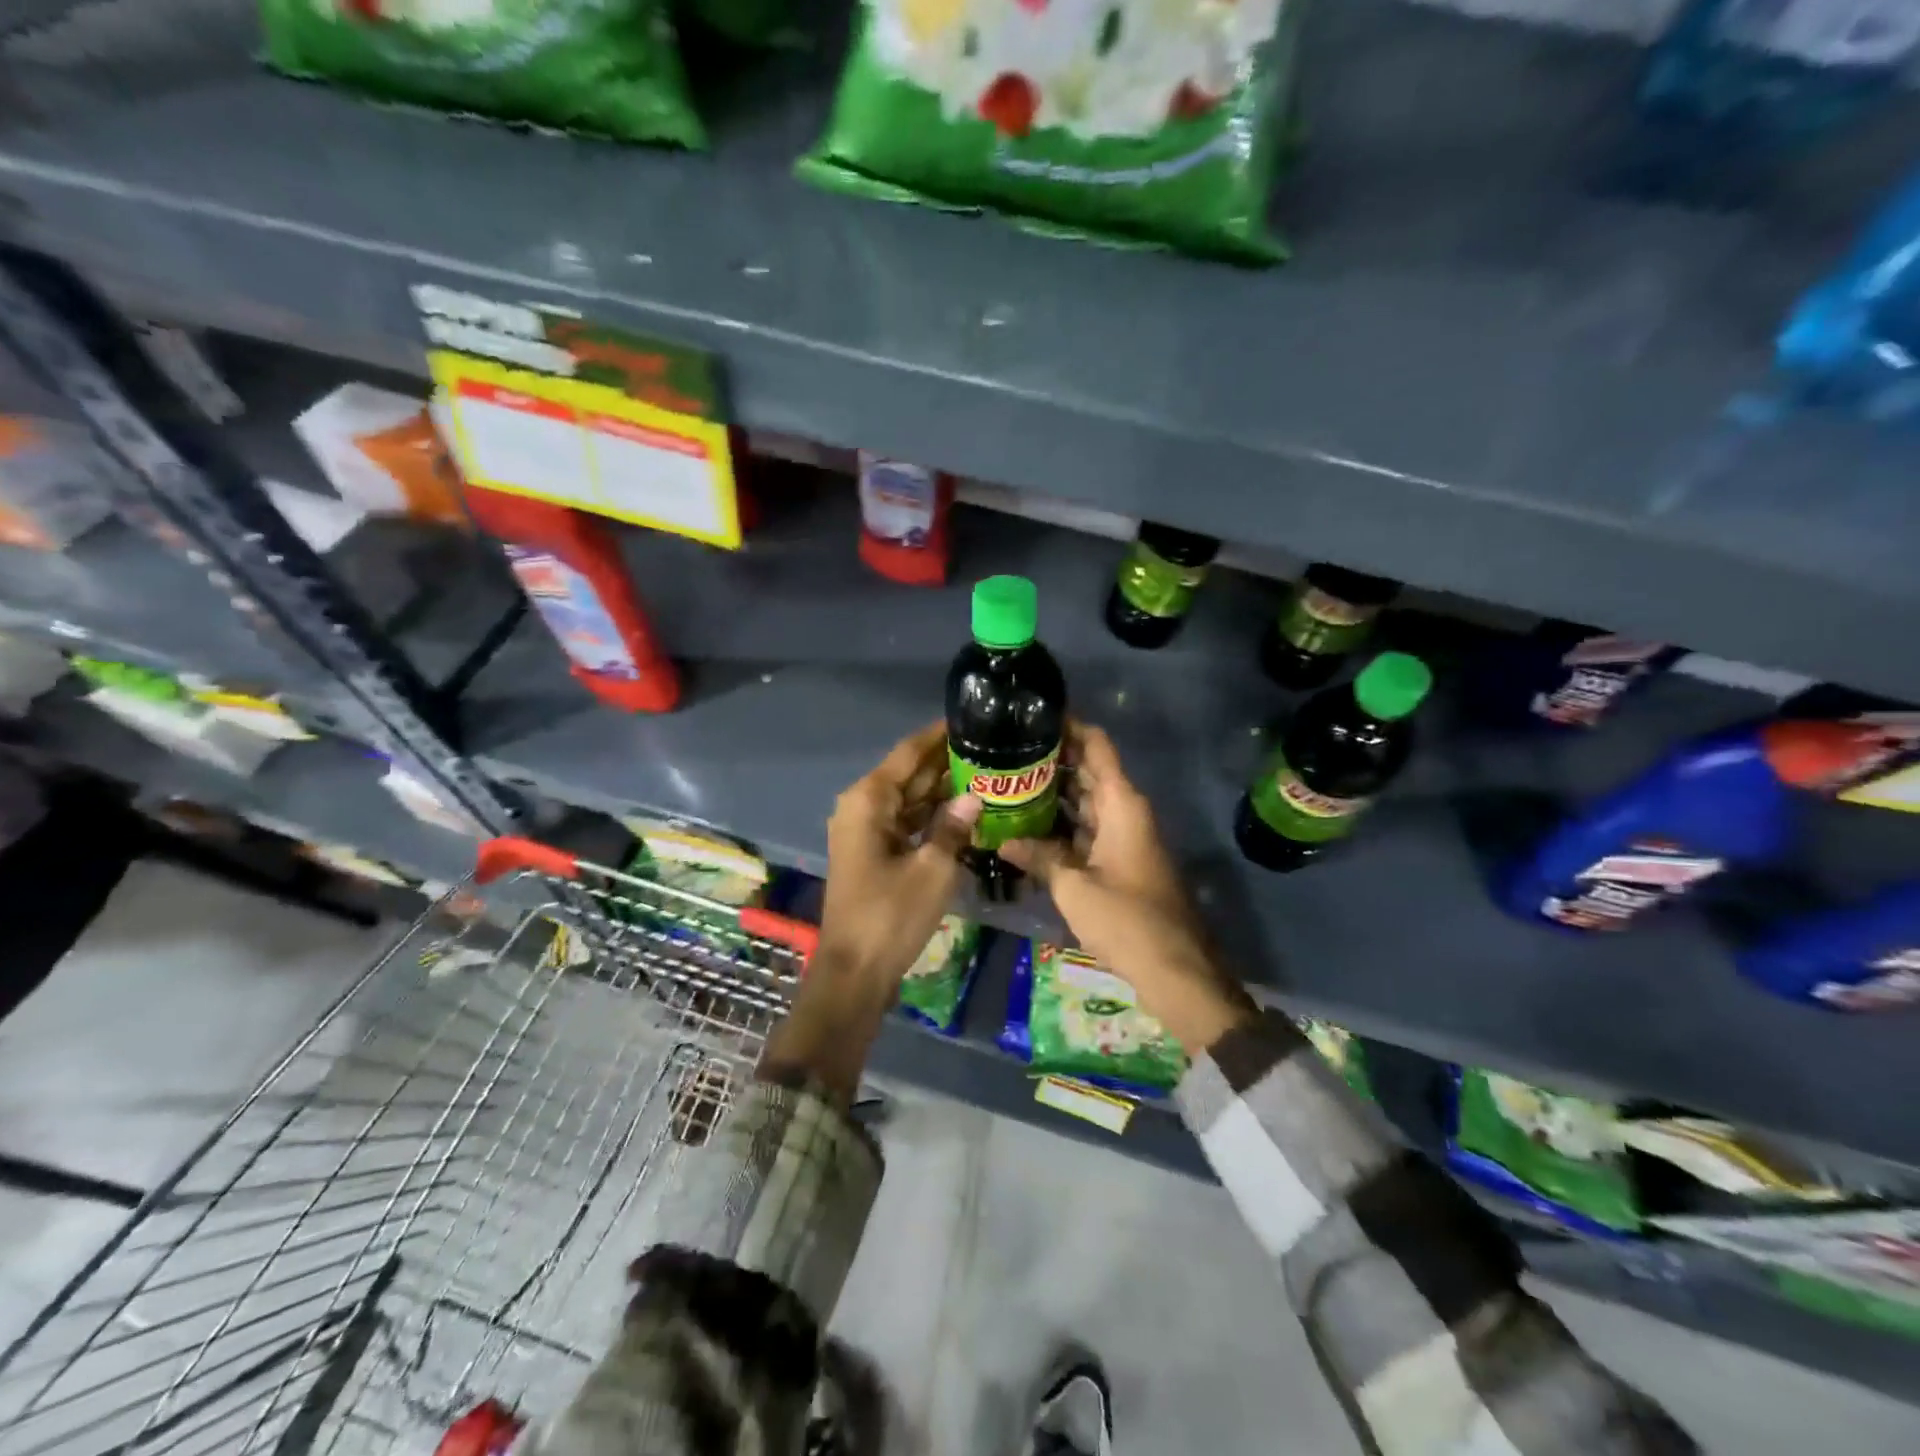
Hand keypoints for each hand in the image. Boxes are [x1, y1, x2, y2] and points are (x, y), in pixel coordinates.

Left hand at [817, 721, 979, 987]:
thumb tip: (974, 796)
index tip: (972, 719)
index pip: (909, 753)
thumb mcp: (932, 869)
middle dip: (946, 763)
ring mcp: (866, 831)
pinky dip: (932, 817)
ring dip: (942, 790)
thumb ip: (953, 826)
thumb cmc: (891, 915)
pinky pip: (906, 823)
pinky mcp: (873, 853)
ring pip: (909, 799)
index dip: (939, 735)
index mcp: (869, 800)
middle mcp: (862, 807)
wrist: (855, 971)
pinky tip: (965, 812)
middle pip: (909, 774)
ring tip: (986, 774)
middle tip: (990, 749)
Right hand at [999, 722, 1256, 1054]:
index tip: (1031, 715)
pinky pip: (1087, 828)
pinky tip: (1026, 826)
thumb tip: (1003, 840)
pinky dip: (1061, 824)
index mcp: (1122, 804)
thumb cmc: (1127, 920)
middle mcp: (1125, 811)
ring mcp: (1123, 836)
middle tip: (1004, 752)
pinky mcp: (1119, 860)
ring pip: (1085, 801)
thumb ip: (1039, 858)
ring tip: (1007, 783)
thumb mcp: (1074, 887)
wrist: (1176, 970)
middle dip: (1051, 759)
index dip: (1068, 726)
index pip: (1096, 745)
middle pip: (1087, 771)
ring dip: (1053, 794)